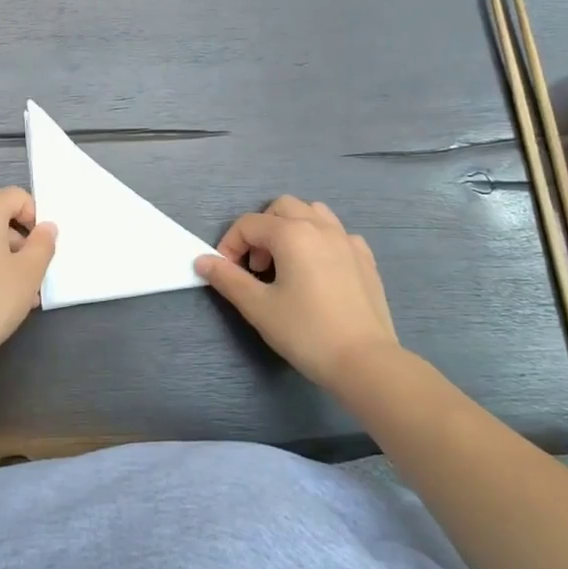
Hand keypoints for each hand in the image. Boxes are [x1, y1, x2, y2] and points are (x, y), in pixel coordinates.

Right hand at [196, 195, 398, 388]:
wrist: (364, 361)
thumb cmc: (306, 332)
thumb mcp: (258, 307)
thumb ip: (228, 279)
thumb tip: (202, 260)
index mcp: (291, 234)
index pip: (248, 224)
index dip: (229, 245)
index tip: (226, 274)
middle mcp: (320, 226)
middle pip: (281, 207)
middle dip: (261, 231)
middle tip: (257, 267)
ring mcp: (347, 240)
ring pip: (313, 213)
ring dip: (292, 228)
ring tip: (286, 263)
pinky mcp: (365, 258)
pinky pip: (337, 233)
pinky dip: (320, 241)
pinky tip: (319, 271)